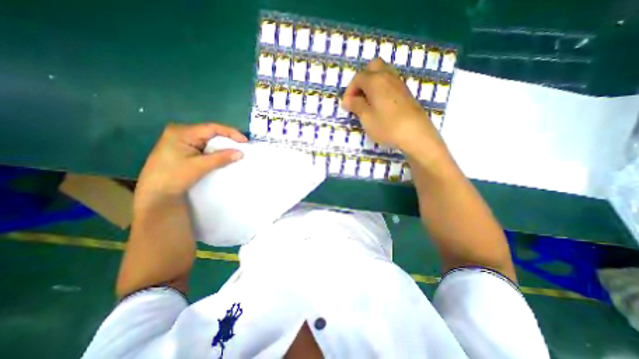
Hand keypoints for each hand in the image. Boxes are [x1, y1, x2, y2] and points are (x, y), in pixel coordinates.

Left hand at [134, 122, 245, 208]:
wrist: (156, 195)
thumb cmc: (174, 177)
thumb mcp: (199, 166)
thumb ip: (221, 158)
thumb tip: (241, 153)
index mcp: (183, 132)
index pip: (212, 128)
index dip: (231, 133)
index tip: (245, 141)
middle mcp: (182, 133)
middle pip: (211, 133)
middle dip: (228, 140)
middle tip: (243, 147)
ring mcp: (183, 142)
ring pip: (209, 141)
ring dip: (223, 147)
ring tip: (237, 152)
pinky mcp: (185, 151)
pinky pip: (205, 148)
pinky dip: (216, 152)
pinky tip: (224, 157)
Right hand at [342, 59, 442, 156]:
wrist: (415, 133)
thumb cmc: (387, 126)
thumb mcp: (366, 118)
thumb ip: (356, 105)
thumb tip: (348, 100)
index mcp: (375, 81)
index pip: (358, 78)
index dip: (349, 90)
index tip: (347, 106)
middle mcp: (387, 77)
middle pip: (372, 67)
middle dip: (362, 80)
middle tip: (358, 97)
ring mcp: (399, 83)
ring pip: (383, 73)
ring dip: (372, 83)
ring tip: (368, 101)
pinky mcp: (406, 92)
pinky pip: (390, 82)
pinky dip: (382, 88)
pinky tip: (380, 104)